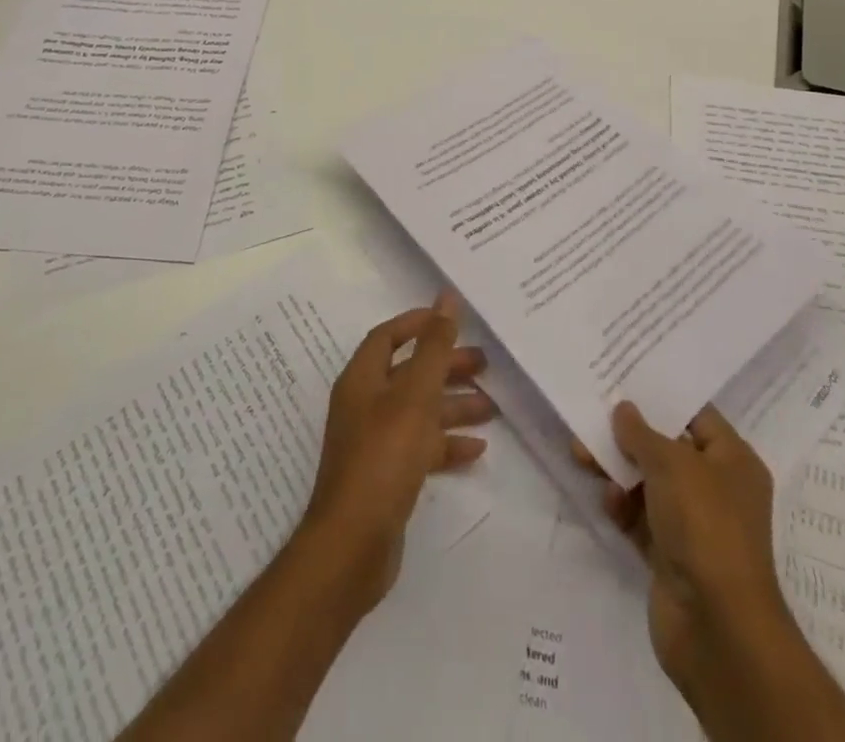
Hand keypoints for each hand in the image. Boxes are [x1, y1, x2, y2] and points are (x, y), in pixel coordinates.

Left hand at [300, 292, 493, 616]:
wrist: (352, 547)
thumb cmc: (383, 458)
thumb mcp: (414, 396)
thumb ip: (434, 347)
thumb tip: (446, 298)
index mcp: (362, 379)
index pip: (388, 336)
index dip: (417, 324)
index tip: (452, 320)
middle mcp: (365, 405)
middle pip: (408, 373)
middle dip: (445, 366)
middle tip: (485, 363)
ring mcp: (374, 442)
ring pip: (419, 411)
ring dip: (453, 405)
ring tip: (492, 406)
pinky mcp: (386, 475)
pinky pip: (420, 446)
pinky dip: (446, 443)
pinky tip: (476, 449)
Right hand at [577, 404, 789, 695]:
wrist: (717, 627)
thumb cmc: (705, 525)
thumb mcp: (672, 464)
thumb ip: (642, 433)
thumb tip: (624, 410)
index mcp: (733, 461)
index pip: (696, 415)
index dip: (662, 397)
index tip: (624, 378)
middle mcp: (717, 489)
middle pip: (667, 449)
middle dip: (629, 435)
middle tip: (591, 415)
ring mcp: (694, 525)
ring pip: (649, 484)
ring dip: (618, 470)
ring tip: (582, 454)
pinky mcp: (671, 556)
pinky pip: (640, 519)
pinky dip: (622, 507)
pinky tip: (606, 500)